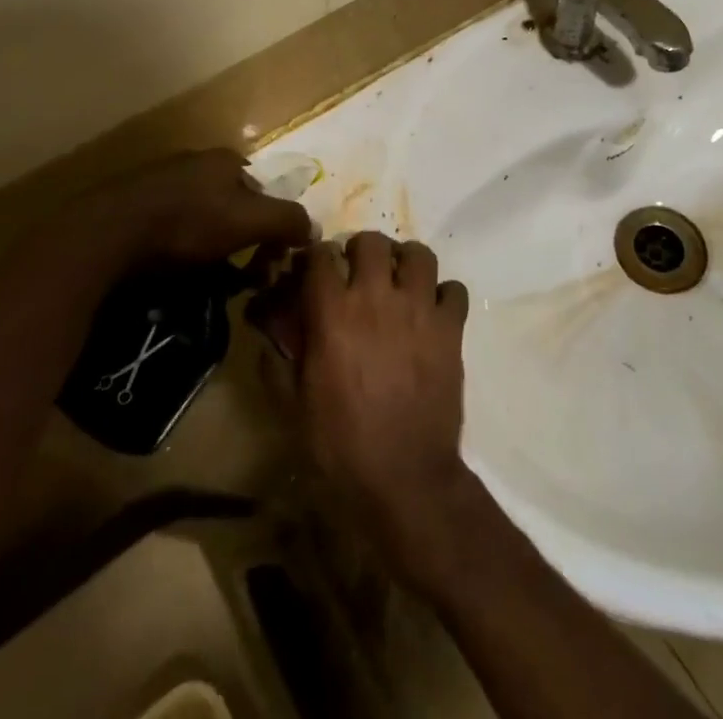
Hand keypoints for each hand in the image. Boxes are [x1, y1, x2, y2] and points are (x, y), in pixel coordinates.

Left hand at [80, 149, 311, 270]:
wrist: (109, 232)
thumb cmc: (189, 221)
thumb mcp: (250, 220)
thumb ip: (287, 220)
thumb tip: (313, 229)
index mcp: (226, 160)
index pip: (265, 192)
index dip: (273, 227)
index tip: (269, 262)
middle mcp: (196, 163)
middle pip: (234, 206)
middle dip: (243, 240)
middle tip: (242, 277)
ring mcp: (161, 182)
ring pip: (202, 219)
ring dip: (212, 250)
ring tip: (208, 282)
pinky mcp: (134, 205)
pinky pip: (171, 230)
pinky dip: (181, 251)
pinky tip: (175, 274)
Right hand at [291, 231, 474, 586]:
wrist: (403, 480)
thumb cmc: (340, 446)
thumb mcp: (293, 405)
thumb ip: (279, 355)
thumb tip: (269, 323)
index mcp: (333, 313)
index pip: (320, 255)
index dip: (315, 258)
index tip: (315, 270)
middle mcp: (377, 298)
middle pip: (371, 242)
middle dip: (361, 251)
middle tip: (360, 274)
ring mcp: (419, 310)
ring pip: (418, 254)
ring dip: (406, 262)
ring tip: (399, 283)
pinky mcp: (451, 328)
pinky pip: (454, 289)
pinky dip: (444, 295)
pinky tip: (433, 313)